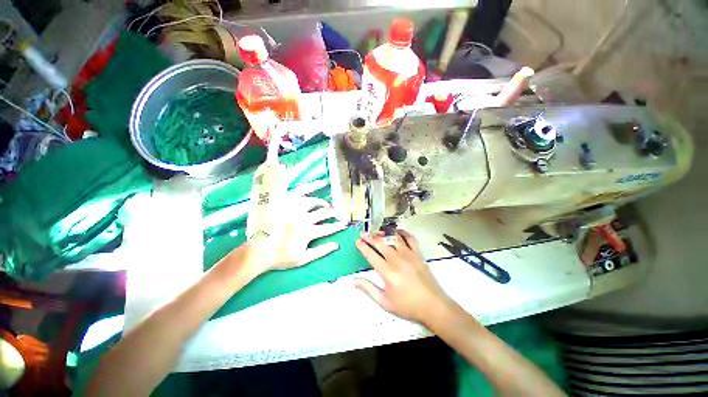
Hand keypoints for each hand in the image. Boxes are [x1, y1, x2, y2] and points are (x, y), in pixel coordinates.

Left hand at [238, 196, 346, 276]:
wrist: (259, 251)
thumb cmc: (281, 256)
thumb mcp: (303, 258)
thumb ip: (321, 251)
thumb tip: (336, 245)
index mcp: (308, 232)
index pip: (327, 228)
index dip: (337, 226)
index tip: (344, 224)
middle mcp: (303, 219)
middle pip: (322, 214)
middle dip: (332, 213)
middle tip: (337, 213)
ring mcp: (294, 210)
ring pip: (312, 202)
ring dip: (322, 203)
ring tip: (326, 205)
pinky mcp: (285, 204)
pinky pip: (298, 192)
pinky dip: (308, 187)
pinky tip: (315, 184)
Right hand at [355, 230, 453, 324]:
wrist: (433, 306)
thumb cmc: (408, 306)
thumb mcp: (385, 302)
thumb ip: (369, 289)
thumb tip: (354, 280)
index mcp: (388, 272)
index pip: (371, 255)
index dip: (363, 246)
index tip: (357, 241)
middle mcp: (397, 260)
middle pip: (380, 243)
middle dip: (370, 237)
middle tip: (363, 233)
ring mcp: (409, 255)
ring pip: (393, 238)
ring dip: (383, 234)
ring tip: (376, 232)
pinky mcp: (418, 254)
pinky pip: (409, 238)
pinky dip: (402, 233)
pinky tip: (397, 232)